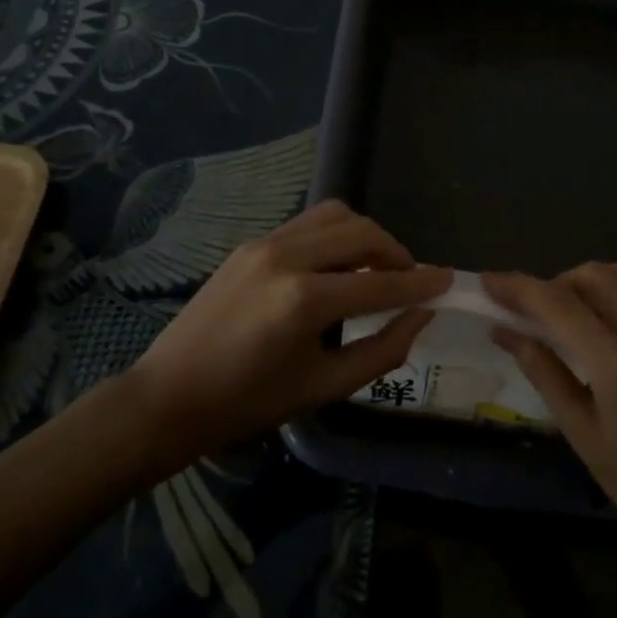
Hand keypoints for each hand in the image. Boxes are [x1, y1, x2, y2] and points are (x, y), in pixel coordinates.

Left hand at [128, 200, 449, 457]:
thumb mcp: (323, 387)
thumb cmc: (247, 403)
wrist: (169, 395)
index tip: (448, 280)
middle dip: (396, 252)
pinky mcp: (252, 242)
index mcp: (304, 301)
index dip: (420, 282)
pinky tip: (336, 266)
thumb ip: (382, 350)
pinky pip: (308, 223)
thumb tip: (421, 316)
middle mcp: (287, 257)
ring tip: (374, 267)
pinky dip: (335, 235)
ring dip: (366, 235)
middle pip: (362, 232)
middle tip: (409, 279)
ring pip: (336, 214)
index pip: (380, 282)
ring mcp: (265, 243)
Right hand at [485, 263, 616, 568]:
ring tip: (567, 313)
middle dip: (551, 284)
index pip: (557, 305)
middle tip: (529, 313)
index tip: (487, 281)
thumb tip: (504, 330)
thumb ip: (544, 373)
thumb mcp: (583, 435)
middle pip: (589, 276)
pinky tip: (607, 317)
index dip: (517, 287)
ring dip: (586, 280)